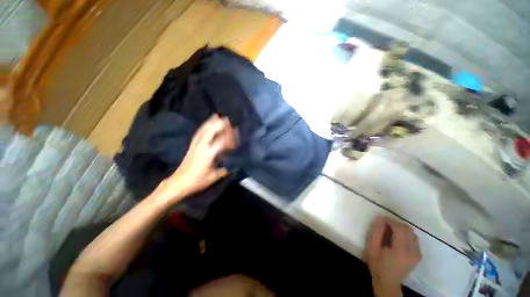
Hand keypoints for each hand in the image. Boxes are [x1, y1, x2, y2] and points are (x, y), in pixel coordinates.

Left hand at [154, 114, 237, 204]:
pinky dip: (203, 127)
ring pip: (203, 131)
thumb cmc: (197, 181)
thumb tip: (232, 166)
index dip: (229, 137)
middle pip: (210, 131)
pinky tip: (206, 125)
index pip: (221, 141)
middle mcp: (201, 147)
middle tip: (227, 119)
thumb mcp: (214, 177)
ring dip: (210, 123)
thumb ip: (224, 170)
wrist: (178, 183)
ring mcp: (195, 145)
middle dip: (219, 124)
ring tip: (216, 116)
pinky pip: (198, 134)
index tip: (236, 133)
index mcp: (208, 154)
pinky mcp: (191, 147)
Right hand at [364, 216, 421, 296]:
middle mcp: (413, 252)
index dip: (390, 221)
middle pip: (407, 229)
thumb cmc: (377, 264)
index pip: (400, 229)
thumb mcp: (371, 247)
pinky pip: (414, 238)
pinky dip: (405, 234)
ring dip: (401, 228)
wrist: (388, 282)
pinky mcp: (419, 255)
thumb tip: (381, 218)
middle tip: (385, 225)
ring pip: (412, 232)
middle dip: (395, 223)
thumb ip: (376, 232)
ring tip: (391, 232)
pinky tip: (397, 239)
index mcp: (400, 252)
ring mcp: (418, 254)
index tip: (381, 219)